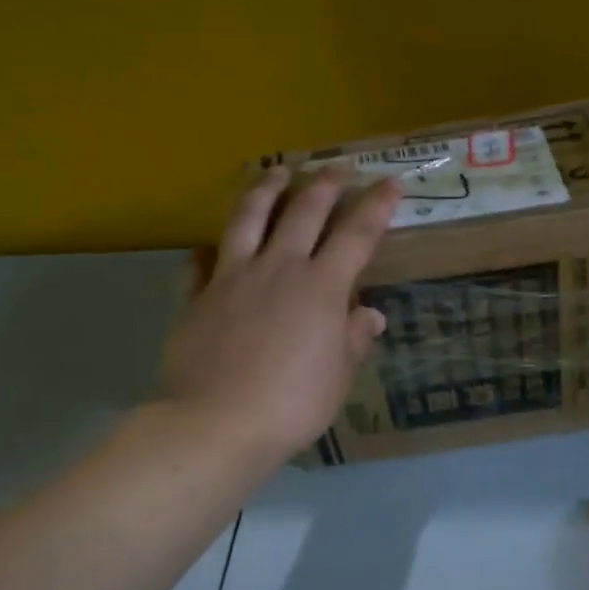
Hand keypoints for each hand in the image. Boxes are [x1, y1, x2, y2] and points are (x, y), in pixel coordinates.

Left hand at [160, 165, 400, 466]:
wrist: (217, 422)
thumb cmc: (293, 403)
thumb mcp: (338, 375)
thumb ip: (353, 339)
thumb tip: (370, 315)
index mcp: (322, 287)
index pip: (357, 234)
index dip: (376, 205)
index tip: (390, 182)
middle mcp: (280, 268)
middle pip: (304, 212)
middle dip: (325, 184)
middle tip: (337, 167)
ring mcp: (234, 277)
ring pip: (249, 218)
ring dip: (266, 190)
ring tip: (275, 171)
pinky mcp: (198, 296)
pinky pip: (202, 262)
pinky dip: (210, 248)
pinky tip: (210, 244)